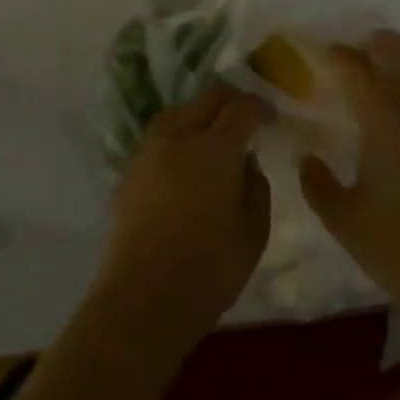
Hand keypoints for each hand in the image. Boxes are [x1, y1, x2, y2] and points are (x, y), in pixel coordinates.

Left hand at [95, 85, 271, 357]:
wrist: (141, 301)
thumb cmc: (207, 269)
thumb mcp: (253, 232)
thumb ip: (256, 187)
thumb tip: (246, 164)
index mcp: (215, 148)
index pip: (241, 107)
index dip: (260, 107)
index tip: (270, 120)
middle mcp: (178, 136)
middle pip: (208, 98)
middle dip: (231, 103)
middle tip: (246, 122)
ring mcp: (148, 150)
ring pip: (178, 111)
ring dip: (200, 115)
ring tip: (213, 139)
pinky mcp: (128, 170)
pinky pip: (158, 137)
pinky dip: (177, 137)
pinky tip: (183, 163)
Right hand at [300, 31, 399, 341]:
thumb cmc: (394, 247)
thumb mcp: (342, 218)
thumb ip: (317, 182)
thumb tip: (306, 156)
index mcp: (388, 126)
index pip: (361, 74)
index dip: (340, 56)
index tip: (320, 51)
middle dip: (378, 44)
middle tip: (351, 49)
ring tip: (377, 61)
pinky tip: (398, 97)